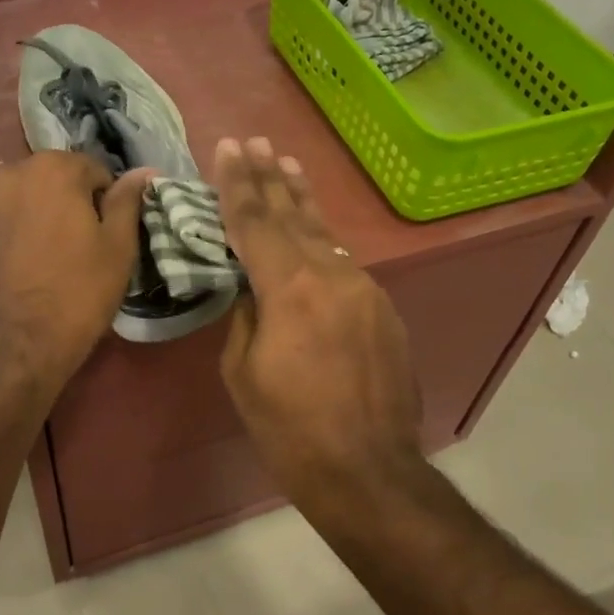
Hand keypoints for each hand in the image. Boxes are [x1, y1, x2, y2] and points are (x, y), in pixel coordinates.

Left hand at [0, 152, 154, 393]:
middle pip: (60, 179)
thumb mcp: (118, 246)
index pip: (96, 170)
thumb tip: (143, 171)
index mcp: (53, 167)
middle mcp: (14, 172)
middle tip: (89, 245)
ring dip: (50, 216)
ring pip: (34, 198)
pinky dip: (28, 231)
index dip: (109, 202)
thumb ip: (128, 201)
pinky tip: (37, 263)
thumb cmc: (78, 291)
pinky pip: (13, 218)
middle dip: (76, 203)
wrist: (17, 344)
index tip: (111, 234)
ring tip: (62, 256)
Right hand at [213, 138, 423, 493]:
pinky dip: (325, 242)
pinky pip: (346, 264)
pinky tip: (316, 233)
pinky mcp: (385, 310)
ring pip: (327, 235)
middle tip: (257, 142)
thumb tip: (256, 290)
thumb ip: (247, 316)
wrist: (369, 471)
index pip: (255, 222)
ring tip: (289, 165)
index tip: (229, 147)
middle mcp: (333, 275)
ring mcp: (366, 290)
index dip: (238, 183)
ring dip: (303, 201)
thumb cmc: (291, 430)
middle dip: (272, 177)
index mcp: (291, 288)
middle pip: (295, 216)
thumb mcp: (243, 373)